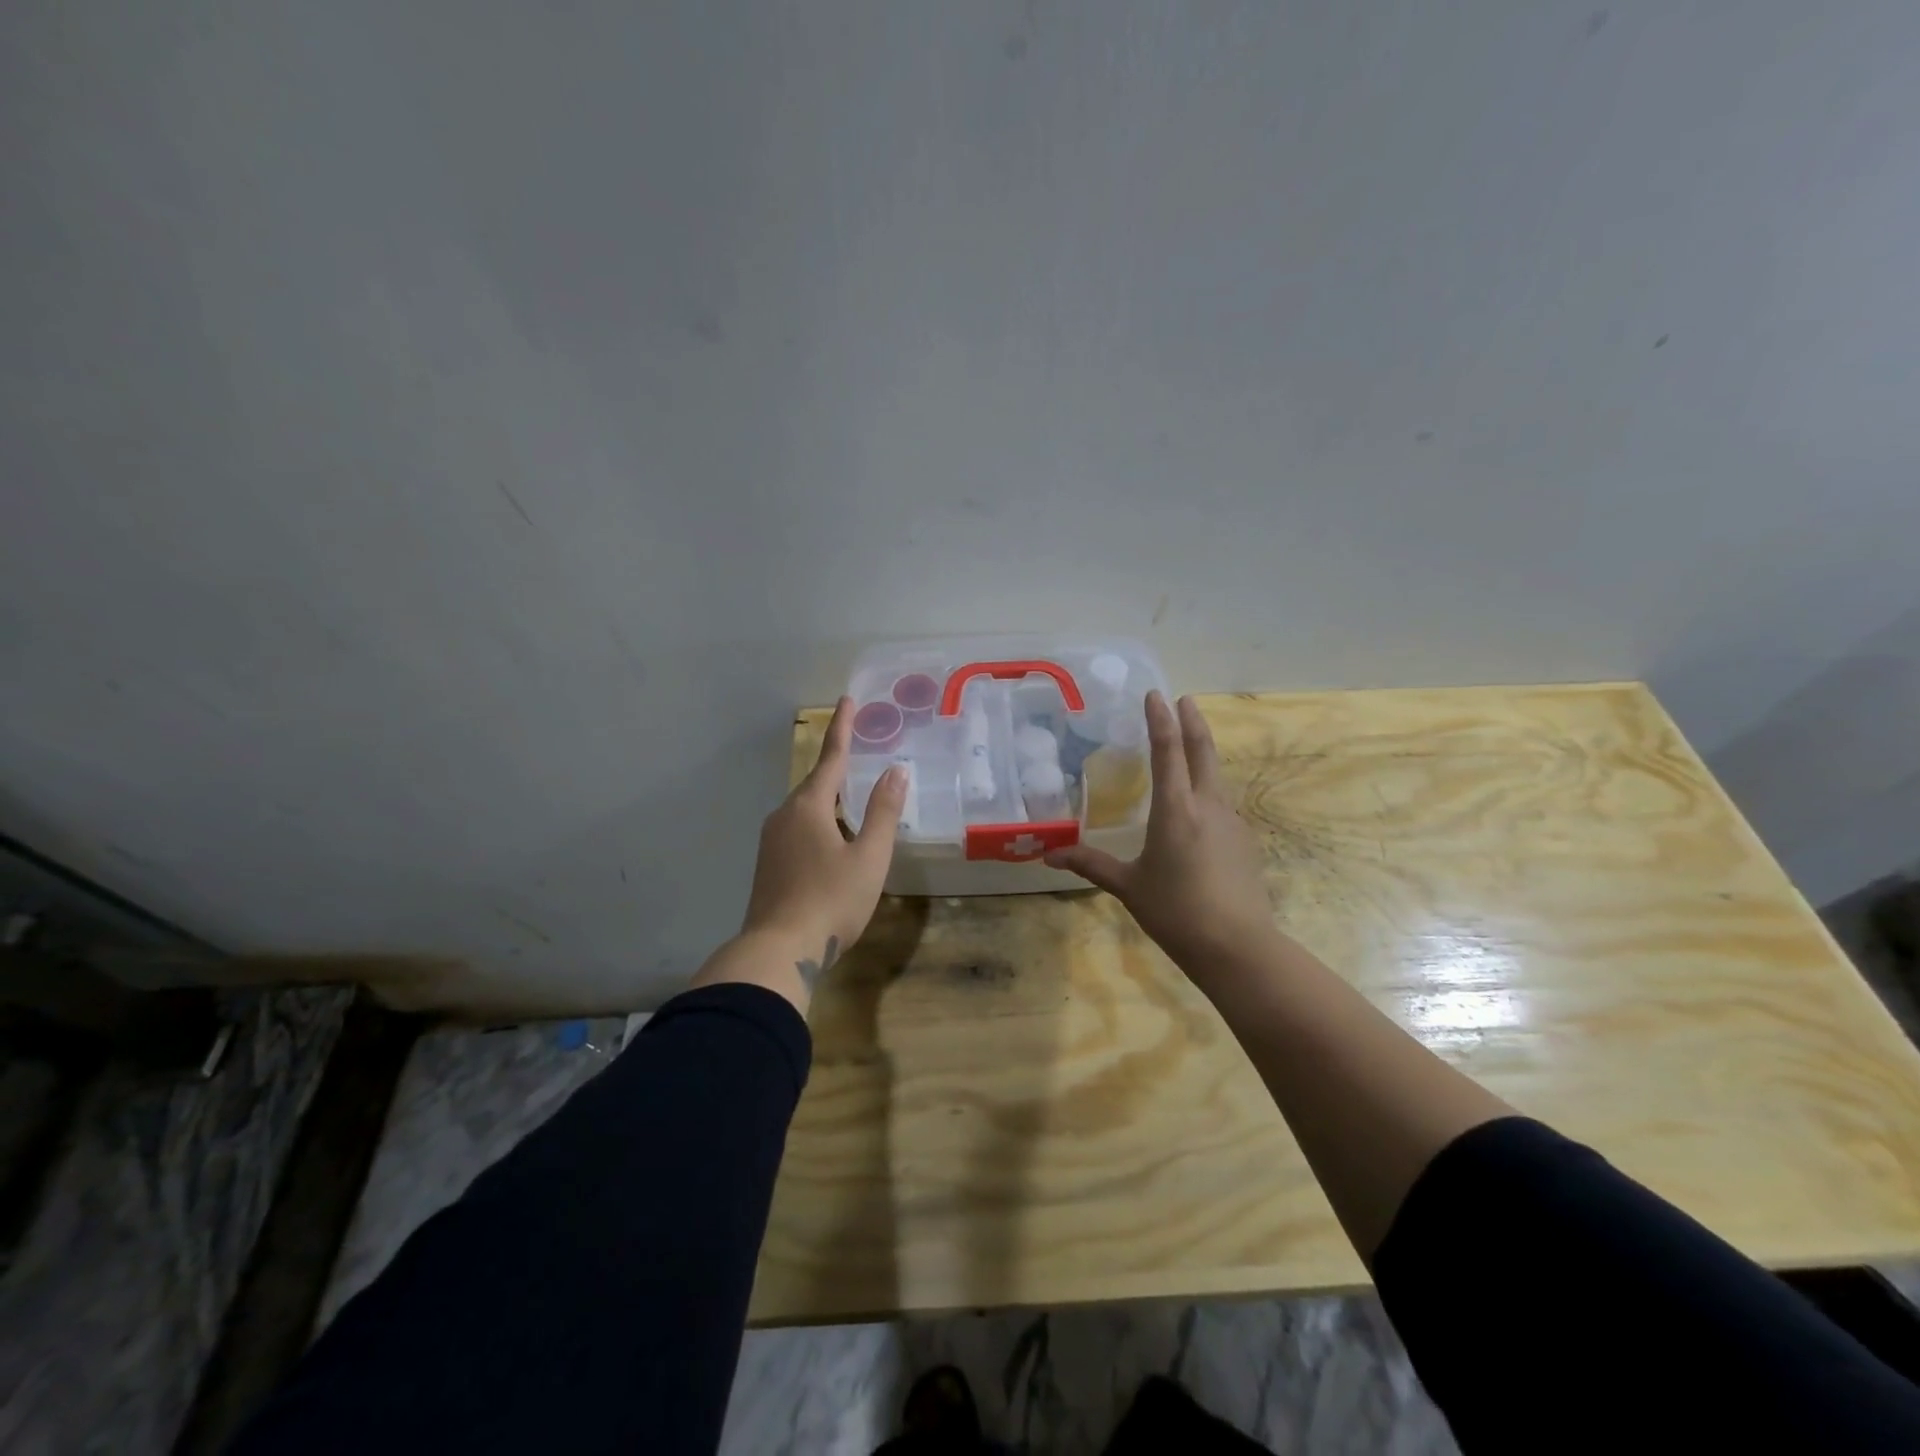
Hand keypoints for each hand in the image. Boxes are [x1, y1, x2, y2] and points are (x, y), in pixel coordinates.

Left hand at [740, 696, 907, 985]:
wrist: (778, 951)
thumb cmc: (831, 900)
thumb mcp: (869, 857)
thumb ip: (883, 812)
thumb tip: (895, 772)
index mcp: (809, 807)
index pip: (831, 758)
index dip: (843, 729)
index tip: (848, 700)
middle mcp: (785, 816)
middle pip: (816, 784)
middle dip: (838, 768)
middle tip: (859, 754)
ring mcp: (771, 841)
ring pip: (806, 809)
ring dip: (829, 800)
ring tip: (853, 801)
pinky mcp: (768, 865)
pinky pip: (797, 829)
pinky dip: (819, 823)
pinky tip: (833, 841)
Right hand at [1046, 692, 1276, 979]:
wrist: (1238, 946)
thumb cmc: (1176, 911)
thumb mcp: (1128, 887)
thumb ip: (1091, 865)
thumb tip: (1049, 855)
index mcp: (1176, 809)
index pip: (1168, 750)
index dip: (1161, 719)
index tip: (1156, 695)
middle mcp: (1207, 805)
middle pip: (1202, 751)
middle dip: (1192, 721)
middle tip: (1183, 699)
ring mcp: (1232, 822)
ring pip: (1216, 775)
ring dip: (1203, 753)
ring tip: (1189, 746)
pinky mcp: (1244, 841)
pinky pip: (1222, 803)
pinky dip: (1209, 788)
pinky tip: (1200, 805)